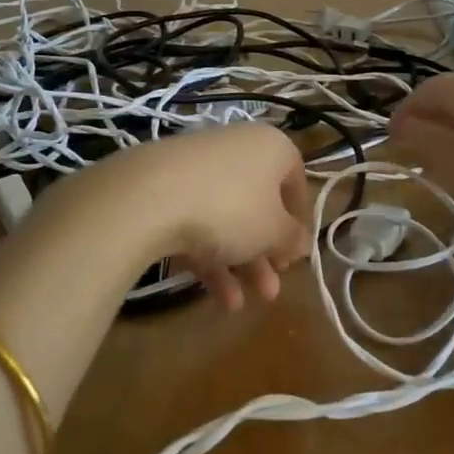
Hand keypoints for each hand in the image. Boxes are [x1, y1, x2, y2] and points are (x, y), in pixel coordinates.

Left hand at [99, 124, 312, 311]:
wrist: (150, 196)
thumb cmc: (232, 207)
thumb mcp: (273, 231)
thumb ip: (293, 239)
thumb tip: (303, 242)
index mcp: (271, 147)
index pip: (295, 180)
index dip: (298, 221)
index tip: (294, 254)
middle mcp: (237, 148)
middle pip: (258, 204)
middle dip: (265, 254)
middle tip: (270, 290)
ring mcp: (198, 166)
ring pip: (227, 217)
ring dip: (238, 264)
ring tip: (240, 306)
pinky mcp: (165, 186)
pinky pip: (196, 221)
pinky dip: (208, 256)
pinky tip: (215, 298)